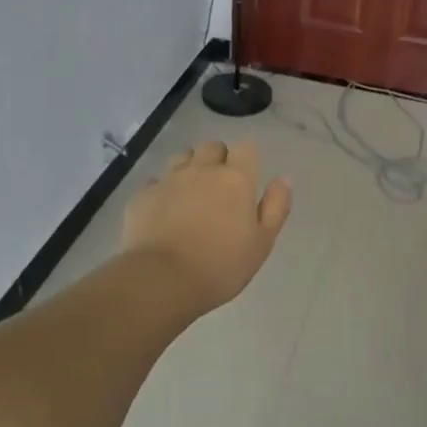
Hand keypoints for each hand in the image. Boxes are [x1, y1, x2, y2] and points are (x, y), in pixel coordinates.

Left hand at [122, 140, 292, 313]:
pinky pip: (155, 182)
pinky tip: (163, 212)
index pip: (246, 147)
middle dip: (217, 159)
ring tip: (190, 195)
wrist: (163, 279)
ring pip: (181, 158)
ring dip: (189, 168)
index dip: (247, 158)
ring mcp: (168, 180)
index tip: (247, 177)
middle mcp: (201, 170)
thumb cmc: (221, 265)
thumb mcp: (262, 242)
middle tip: (220, 187)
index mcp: (235, 179)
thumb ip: (276, 207)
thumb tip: (284, 178)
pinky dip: (162, 191)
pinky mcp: (142, 195)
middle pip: (211, 147)